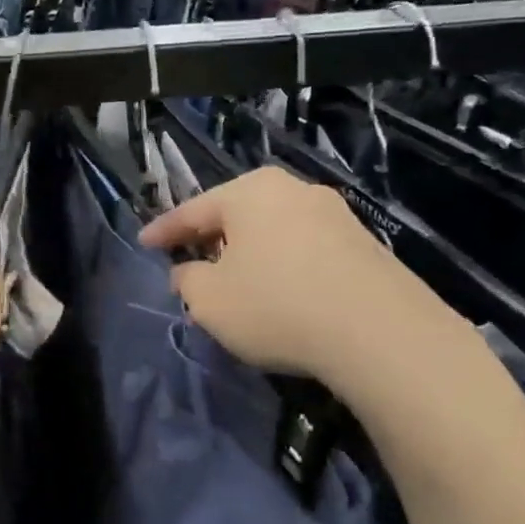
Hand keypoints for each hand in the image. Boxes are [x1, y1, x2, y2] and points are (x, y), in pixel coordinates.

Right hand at [139, 167, 475, 385]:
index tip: (143, 242)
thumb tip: (188, 271)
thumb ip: (188, 280)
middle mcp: (293, 190)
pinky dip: (281, 266)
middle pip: (236, 215)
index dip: (163, 230)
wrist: (381, 333)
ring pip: (272, 231)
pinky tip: (279, 294)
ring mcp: (335, 214)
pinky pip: (304, 249)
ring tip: (233, 283)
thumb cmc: (277, 306)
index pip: (193, 209)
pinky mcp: (364, 244)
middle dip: (209, 240)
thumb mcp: (210, 300)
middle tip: (187, 264)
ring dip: (248, 255)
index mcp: (250, 192)